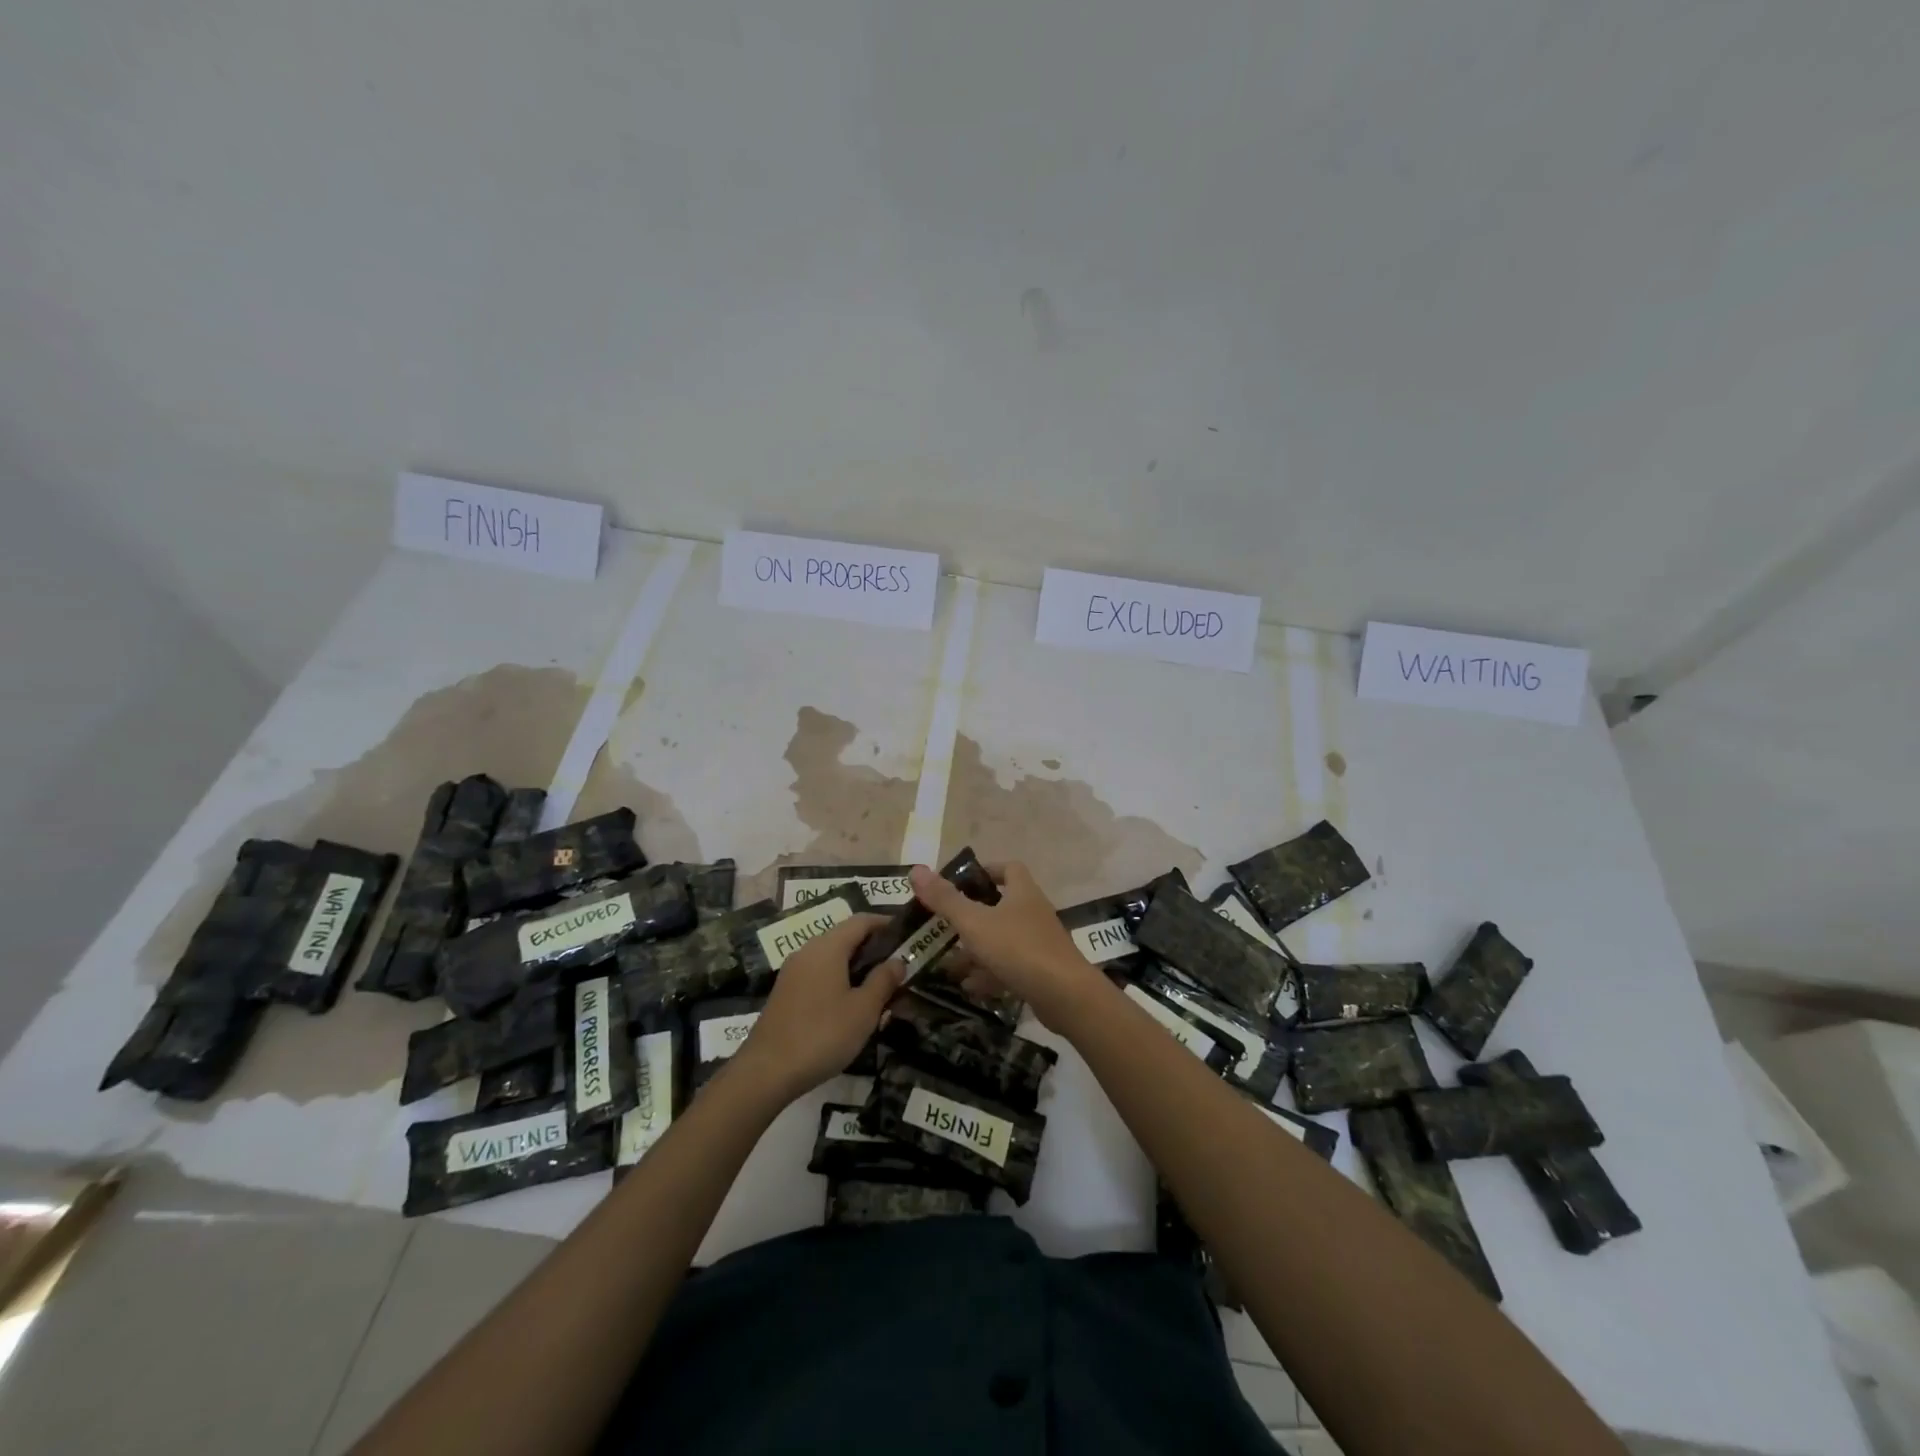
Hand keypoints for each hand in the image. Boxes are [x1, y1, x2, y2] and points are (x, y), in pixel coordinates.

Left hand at [731, 914, 903, 1102]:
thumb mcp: (864, 1009)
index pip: (861, 921)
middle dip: (873, 947)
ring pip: (831, 957)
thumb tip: (898, 960)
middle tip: (899, 965)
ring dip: (856, 966)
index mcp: (828, 947)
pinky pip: (818, 974)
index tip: (907, 935)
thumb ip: (884, 980)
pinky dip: (839, 979)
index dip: (886, 924)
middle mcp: (808, 951)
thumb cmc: (823, 1034)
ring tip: (880, 986)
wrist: (767, 1071)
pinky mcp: (785, 992)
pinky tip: (851, 1004)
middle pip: (845, 937)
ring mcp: (793, 972)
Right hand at [908, 863, 1103, 1029]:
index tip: (962, 882)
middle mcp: (1034, 913)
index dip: (987, 870)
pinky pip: (1010, 968)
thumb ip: (945, 899)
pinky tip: (970, 988)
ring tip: (949, 964)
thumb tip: (916, 869)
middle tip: (945, 927)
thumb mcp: (975, 923)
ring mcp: (1040, 943)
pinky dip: (990, 975)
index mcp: (1023, 892)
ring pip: (1003, 941)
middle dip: (972, 917)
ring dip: (977, 951)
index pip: (1009, 868)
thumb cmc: (1018, 948)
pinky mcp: (1042, 972)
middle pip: (1002, 906)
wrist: (1065, 995)